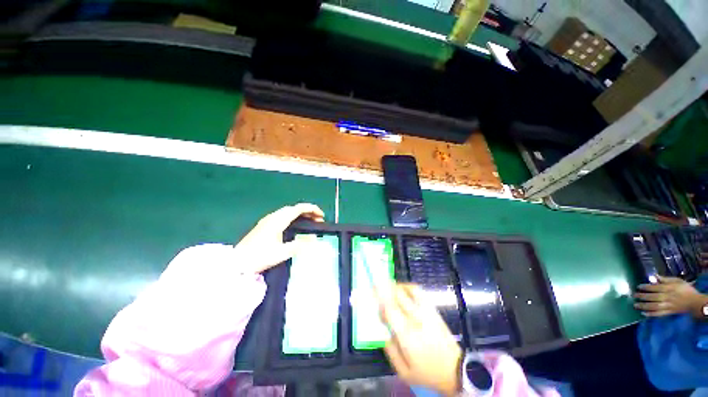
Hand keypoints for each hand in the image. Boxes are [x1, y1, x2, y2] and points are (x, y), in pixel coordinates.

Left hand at [235, 203, 323, 273]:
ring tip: (309, 221)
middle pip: (293, 208)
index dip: (312, 209)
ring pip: (287, 212)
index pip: (298, 208)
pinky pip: (282, 216)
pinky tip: (294, 226)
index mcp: (278, 220)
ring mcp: (267, 221)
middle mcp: (273, 217)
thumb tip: (314, 241)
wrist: (237, 262)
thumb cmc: (259, 256)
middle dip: (308, 211)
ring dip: (300, 214)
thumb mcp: (282, 253)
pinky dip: (293, 217)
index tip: (322, 215)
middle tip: (318, 219)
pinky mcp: (264, 226)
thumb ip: (299, 246)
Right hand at [379, 283, 462, 396]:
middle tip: (376, 286)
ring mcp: (426, 312)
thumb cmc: (427, 373)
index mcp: (407, 335)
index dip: (378, 298)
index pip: (389, 308)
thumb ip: (389, 349)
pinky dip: (409, 287)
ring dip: (396, 286)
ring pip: (409, 290)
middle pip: (397, 295)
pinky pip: (419, 292)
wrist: (456, 370)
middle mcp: (416, 318)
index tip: (369, 293)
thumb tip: (382, 329)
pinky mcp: (433, 310)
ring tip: (389, 287)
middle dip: (384, 288)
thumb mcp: (403, 371)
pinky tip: (403, 290)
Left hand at [634, 275, 706, 317]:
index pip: (654, 288)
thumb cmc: (686, 289)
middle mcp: (667, 297)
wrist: (695, 302)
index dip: (646, 287)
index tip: (638, 287)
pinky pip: (659, 314)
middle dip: (642, 296)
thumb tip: (655, 276)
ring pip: (654, 306)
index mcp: (668, 289)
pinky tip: (644, 314)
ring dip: (644, 306)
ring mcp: (668, 306)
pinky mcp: (669, 312)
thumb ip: (666, 279)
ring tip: (635, 305)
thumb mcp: (677, 281)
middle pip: (652, 297)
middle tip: (634, 295)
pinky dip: (651, 314)